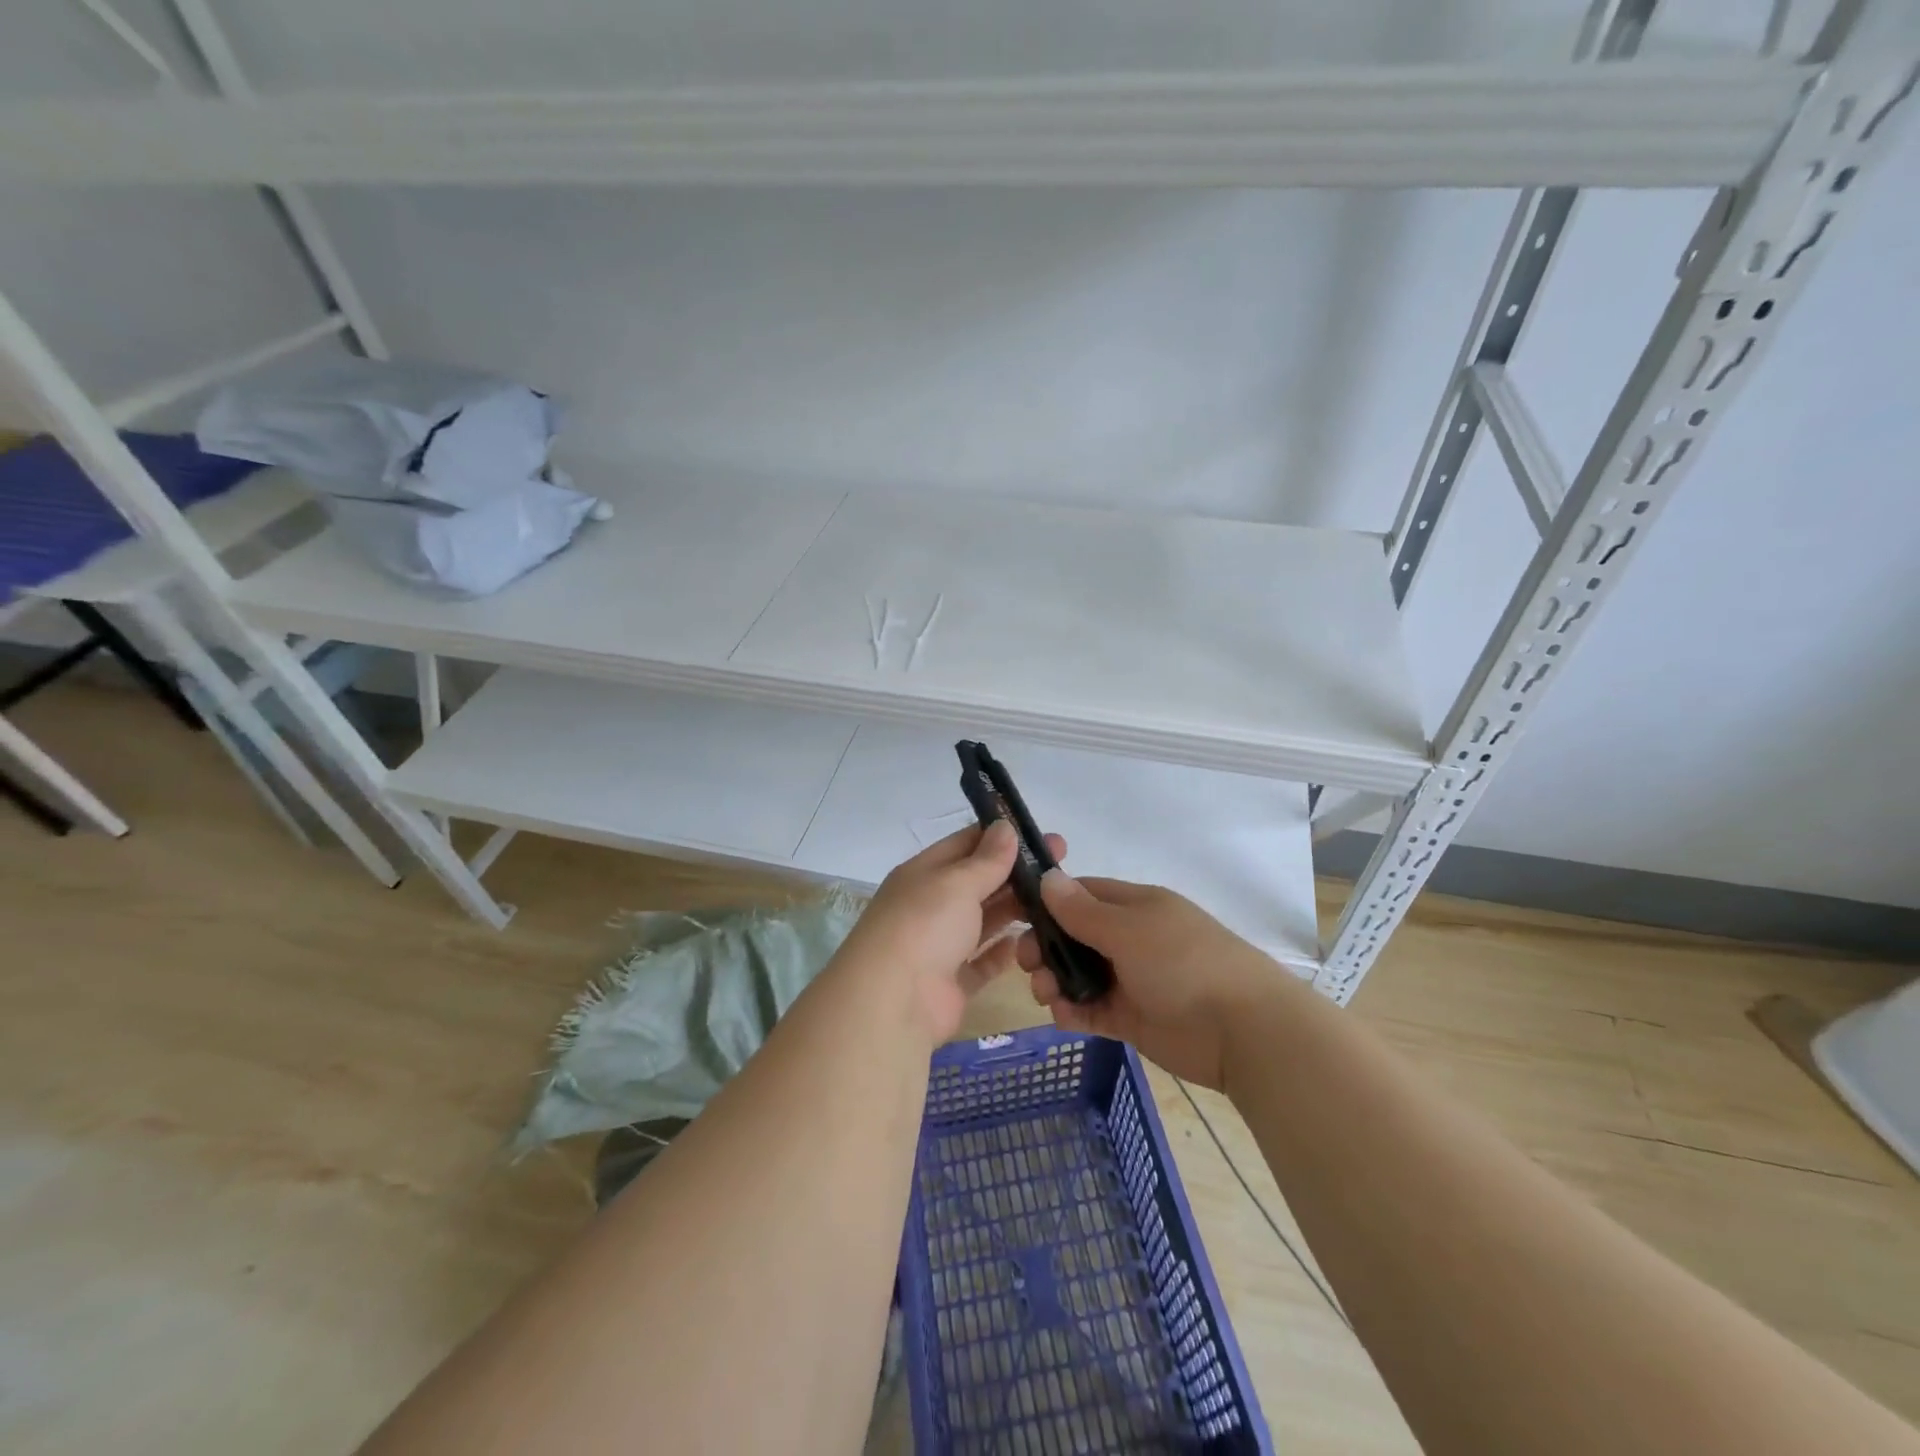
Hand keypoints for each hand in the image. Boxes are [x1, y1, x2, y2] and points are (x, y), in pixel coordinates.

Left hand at [841, 822, 1063, 1043]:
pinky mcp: (952, 983)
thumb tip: (1006, 827)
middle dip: (1016, 873)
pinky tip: (1028, 942)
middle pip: (978, 882)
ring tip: (1056, 902)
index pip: (965, 844)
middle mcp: (930, 906)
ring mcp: (940, 946)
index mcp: (924, 873)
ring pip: (983, 921)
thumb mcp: (957, 882)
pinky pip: (982, 962)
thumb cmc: (924, 926)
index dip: (1002, 837)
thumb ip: (987, 859)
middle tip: (1061, 866)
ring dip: (1014, 910)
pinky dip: (1002, 952)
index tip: (1042, 836)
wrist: (893, 1002)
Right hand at [1020, 872, 1286, 1090]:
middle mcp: (1130, 938)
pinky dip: (1073, 1012)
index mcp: (1134, 906)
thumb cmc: (1183, 963)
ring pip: (1079, 974)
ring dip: (1055, 981)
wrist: (1242, 1030)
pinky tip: (1063, 1016)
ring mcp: (1131, 979)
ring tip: (1046, 994)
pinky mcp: (1132, 1018)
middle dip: (1046, 947)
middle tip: (1027, 963)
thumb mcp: (1128, 929)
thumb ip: (1083, 911)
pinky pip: (1092, 1009)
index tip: (1016, 916)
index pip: (1082, 894)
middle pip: (1074, 936)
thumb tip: (1047, 878)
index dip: (1049, 902)